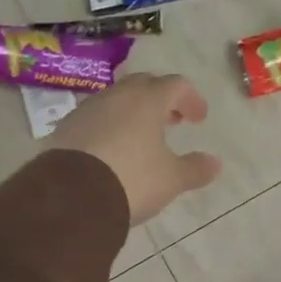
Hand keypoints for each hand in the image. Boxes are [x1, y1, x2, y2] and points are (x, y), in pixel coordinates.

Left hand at [47, 73, 222, 224]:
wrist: (70, 196)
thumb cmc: (131, 179)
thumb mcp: (170, 179)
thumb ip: (194, 169)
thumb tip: (215, 163)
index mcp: (147, 100)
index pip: (176, 85)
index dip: (191, 99)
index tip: (199, 118)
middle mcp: (116, 96)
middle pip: (144, 85)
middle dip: (161, 100)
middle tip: (172, 120)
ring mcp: (87, 109)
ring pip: (116, 100)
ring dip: (132, 112)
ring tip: (141, 137)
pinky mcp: (65, 128)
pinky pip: (94, 118)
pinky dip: (109, 126)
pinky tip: (111, 150)